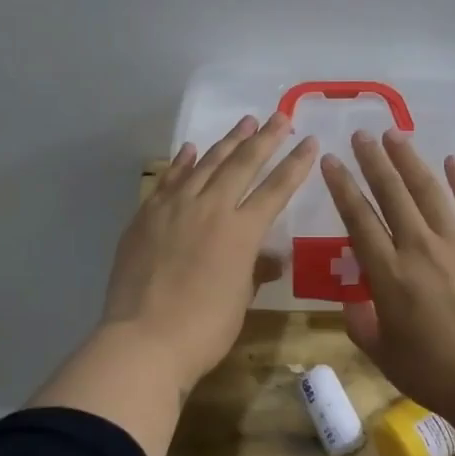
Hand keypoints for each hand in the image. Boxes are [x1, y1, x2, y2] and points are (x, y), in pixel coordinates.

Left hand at [100, 112, 316, 392]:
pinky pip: (169, 180)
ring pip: (206, 164)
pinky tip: (191, 149)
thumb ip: (255, 271)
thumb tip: (271, 259)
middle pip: (243, 164)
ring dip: (227, 142)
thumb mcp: (240, 300)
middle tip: (280, 116)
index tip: (310, 141)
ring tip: (244, 123)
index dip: (296, 164)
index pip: (276, 189)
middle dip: (265, 138)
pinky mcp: (146, 216)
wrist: (144, 340)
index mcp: (242, 231)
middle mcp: (211, 208)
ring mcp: (174, 208)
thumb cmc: (204, 329)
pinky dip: (183, 163)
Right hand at [321, 130, 454, 423]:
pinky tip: (452, 161)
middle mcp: (420, 248)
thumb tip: (353, 301)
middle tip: (361, 135)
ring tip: (395, 135)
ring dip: (410, 161)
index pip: (358, 219)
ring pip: (430, 192)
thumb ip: (361, 323)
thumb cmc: (433, 373)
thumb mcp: (382, 353)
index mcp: (389, 274)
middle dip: (373, 161)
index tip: (330, 161)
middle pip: (392, 194)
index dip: (342, 187)